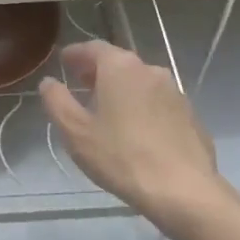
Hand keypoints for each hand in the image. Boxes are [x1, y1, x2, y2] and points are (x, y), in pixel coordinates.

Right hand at [40, 41, 222, 222]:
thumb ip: (57, 102)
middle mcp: (150, 70)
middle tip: (82, 85)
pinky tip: (138, 131)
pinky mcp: (191, 116)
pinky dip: (144, 107)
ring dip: (122, 90)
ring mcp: (175, 92)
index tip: (64, 61)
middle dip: (98, 71)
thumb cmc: (121, 157)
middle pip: (119, 62)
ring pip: (141, 82)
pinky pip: (159, 103)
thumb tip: (49, 83)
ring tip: (108, 110)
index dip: (76, 53)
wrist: (183, 190)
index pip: (93, 48)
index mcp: (120, 67)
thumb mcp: (76, 132)